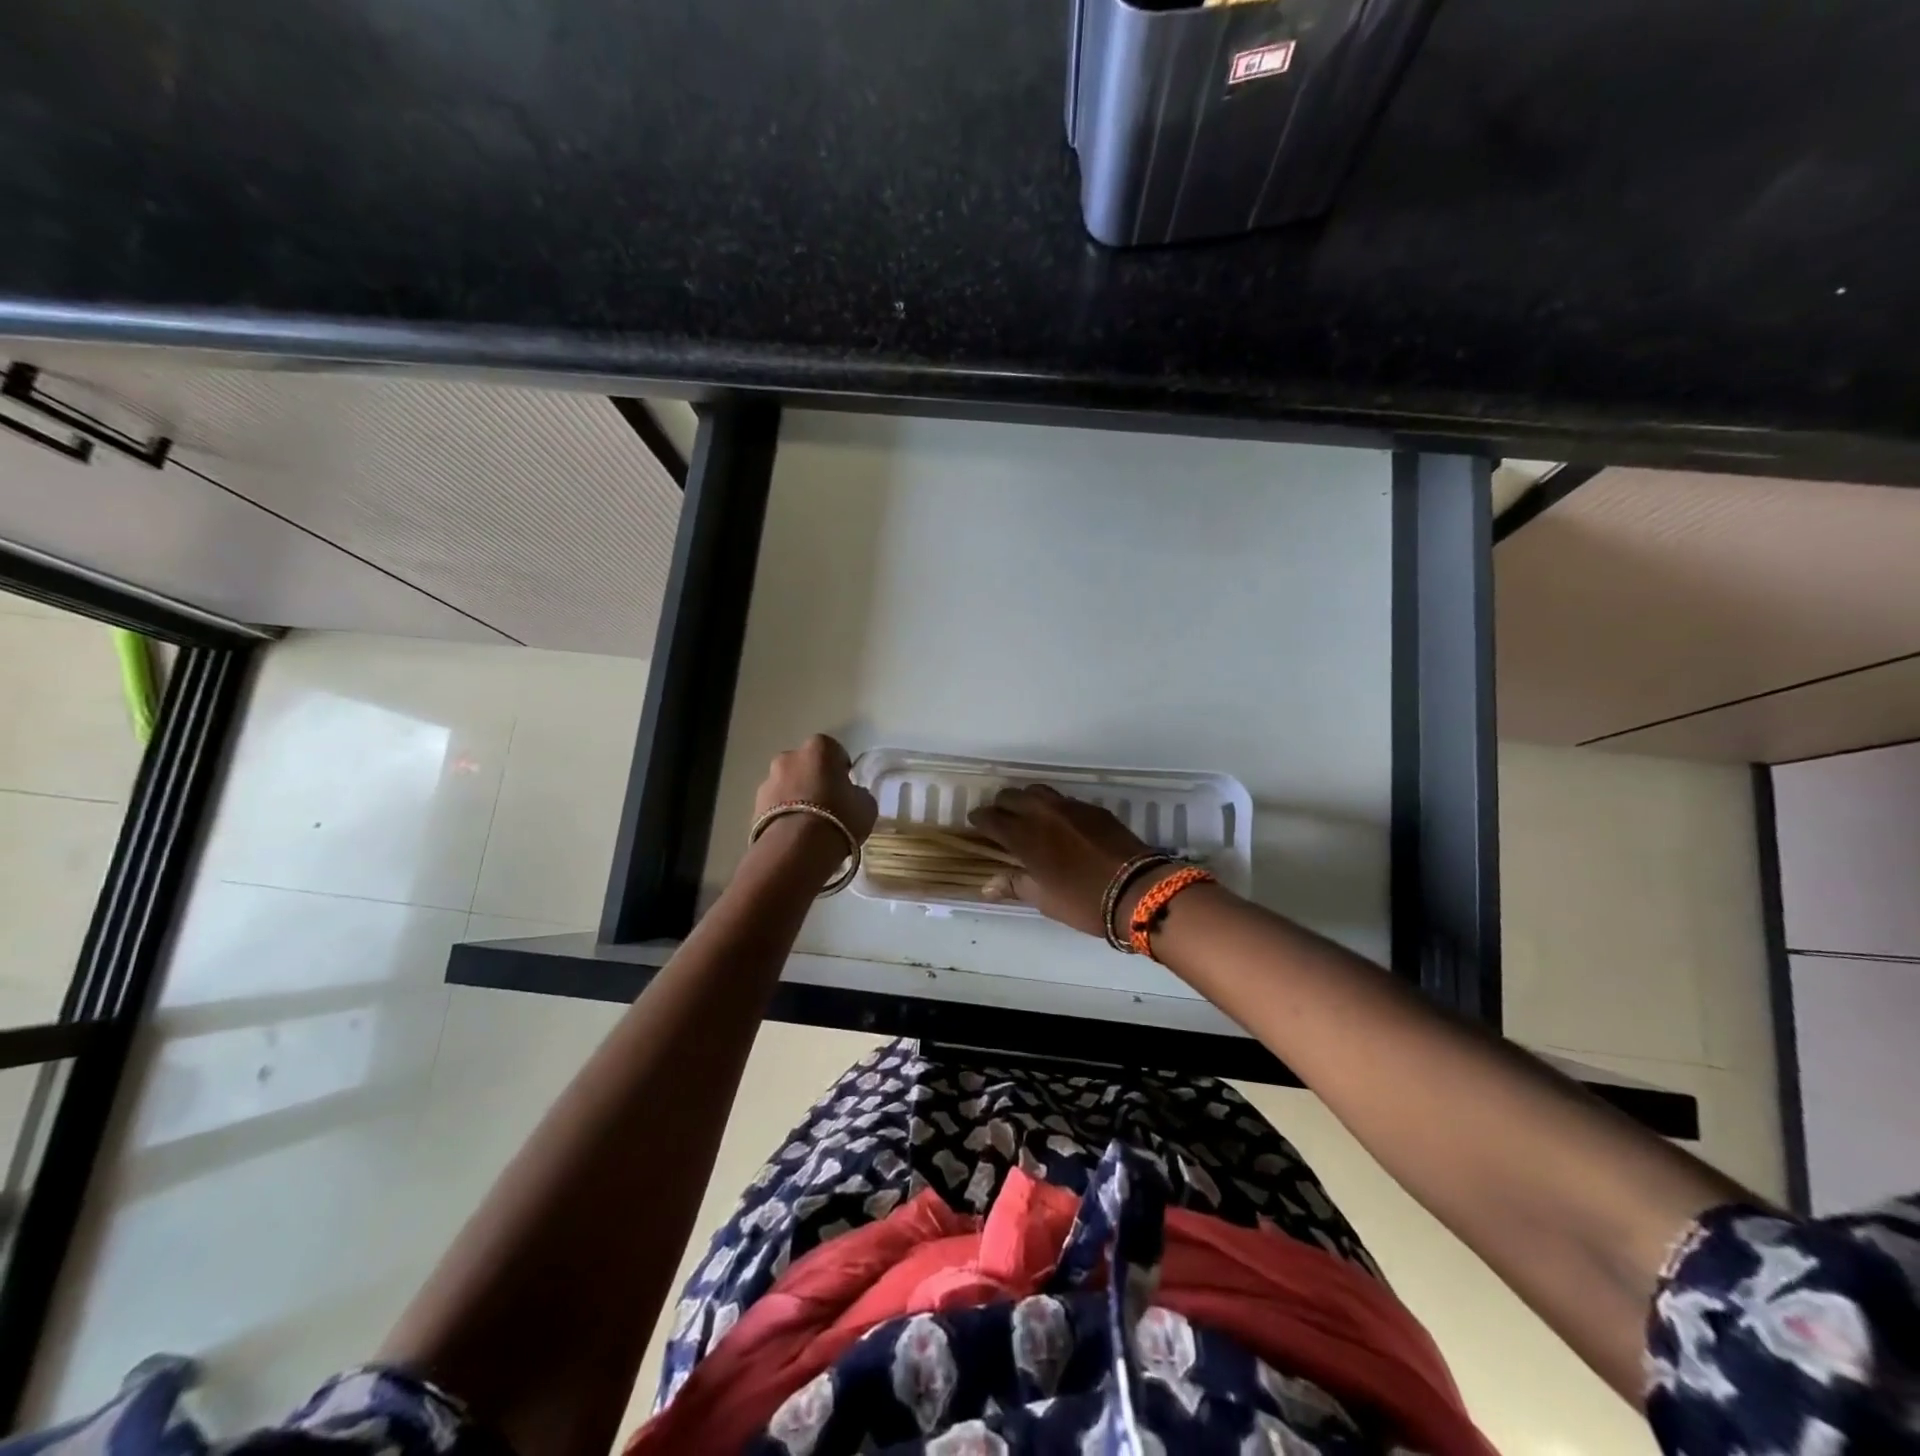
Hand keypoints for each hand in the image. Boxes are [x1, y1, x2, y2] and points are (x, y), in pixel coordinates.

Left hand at [753, 734, 878, 843]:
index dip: (840, 769)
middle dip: (814, 780)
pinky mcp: (754, 806)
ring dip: (796, 797)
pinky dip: (783, 815)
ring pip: (787, 785)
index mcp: (819, 748)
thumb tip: (851, 794)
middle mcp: (789, 757)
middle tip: (828, 805)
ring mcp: (768, 780)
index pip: (833, 751)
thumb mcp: (866, 805)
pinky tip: (795, 835)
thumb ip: (857, 793)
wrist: (796, 848)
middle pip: (805, 765)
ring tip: (809, 825)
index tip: (846, 788)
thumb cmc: (839, 818)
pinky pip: (775, 806)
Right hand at [968, 785, 1155, 937]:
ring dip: (1026, 800)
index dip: (980, 819)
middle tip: (1000, 820)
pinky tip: (1060, 823)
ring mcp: (1070, 807)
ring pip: (1038, 792)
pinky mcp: (1093, 808)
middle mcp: (1042, 813)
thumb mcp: (1044, 899)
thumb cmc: (1083, 901)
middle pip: (1012, 797)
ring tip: (1027, 815)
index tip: (976, 823)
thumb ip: (1015, 885)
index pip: (992, 817)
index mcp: (1024, 836)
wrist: (1137, 889)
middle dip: (1001, 806)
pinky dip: (1053, 807)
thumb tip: (987, 885)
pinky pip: (1063, 799)